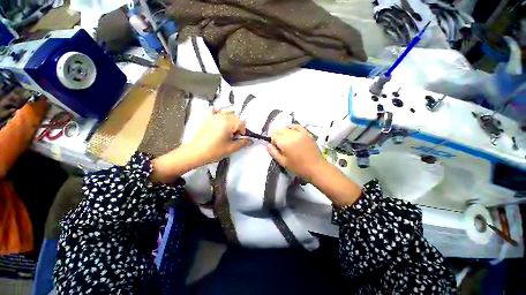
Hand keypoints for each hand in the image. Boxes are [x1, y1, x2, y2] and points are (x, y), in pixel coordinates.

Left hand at [189, 108, 251, 164]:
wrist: (196, 152)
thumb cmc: (214, 151)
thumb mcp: (231, 148)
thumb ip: (243, 143)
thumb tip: (251, 141)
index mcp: (228, 123)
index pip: (241, 122)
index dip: (243, 130)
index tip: (240, 137)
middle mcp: (221, 117)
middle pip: (235, 117)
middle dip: (238, 125)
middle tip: (234, 135)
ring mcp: (213, 116)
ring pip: (227, 113)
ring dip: (231, 119)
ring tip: (228, 129)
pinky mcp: (207, 118)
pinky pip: (214, 109)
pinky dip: (219, 110)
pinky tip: (220, 115)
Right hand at [266, 125, 324, 180]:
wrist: (316, 168)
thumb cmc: (298, 167)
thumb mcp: (283, 162)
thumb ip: (274, 153)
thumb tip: (268, 145)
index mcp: (284, 143)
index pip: (273, 136)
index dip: (272, 141)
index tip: (274, 146)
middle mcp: (291, 135)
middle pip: (279, 130)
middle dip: (276, 135)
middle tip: (277, 142)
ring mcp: (299, 133)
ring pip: (286, 128)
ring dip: (282, 131)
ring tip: (283, 137)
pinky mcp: (306, 133)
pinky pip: (297, 126)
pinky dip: (292, 127)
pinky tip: (290, 129)